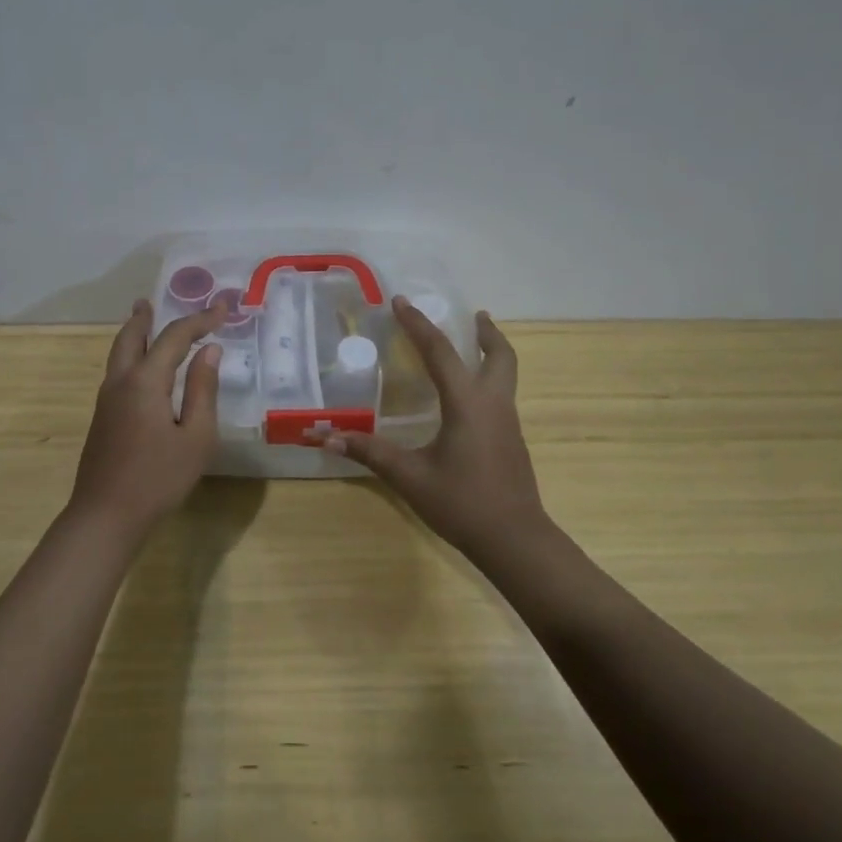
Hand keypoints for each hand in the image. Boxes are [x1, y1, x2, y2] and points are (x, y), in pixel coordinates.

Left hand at [69, 299, 224, 534]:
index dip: (200, 320)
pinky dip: (130, 354)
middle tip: (154, 301)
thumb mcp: (196, 437)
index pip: (175, 337)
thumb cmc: (158, 478)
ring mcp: (106, 400)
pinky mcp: (102, 418)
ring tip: (144, 320)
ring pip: (119, 353)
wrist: (105, 516)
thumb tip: (209, 352)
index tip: (223, 309)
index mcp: (145, 381)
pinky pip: (117, 370)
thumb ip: (202, 390)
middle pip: (131, 336)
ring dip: (134, 333)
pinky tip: (141, 367)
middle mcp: (120, 381)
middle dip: (147, 317)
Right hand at [325, 298, 545, 555]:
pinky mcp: (511, 441)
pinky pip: (502, 395)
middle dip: (486, 332)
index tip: (401, 301)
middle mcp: (493, 404)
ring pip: (506, 374)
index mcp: (467, 403)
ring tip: (474, 345)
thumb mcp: (410, 476)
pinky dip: (489, 379)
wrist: (515, 540)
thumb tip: (326, 437)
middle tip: (473, 315)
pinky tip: (469, 398)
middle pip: (500, 356)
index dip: (418, 324)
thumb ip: (370, 452)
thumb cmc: (462, 502)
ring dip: (491, 353)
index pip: (440, 352)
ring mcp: (508, 423)